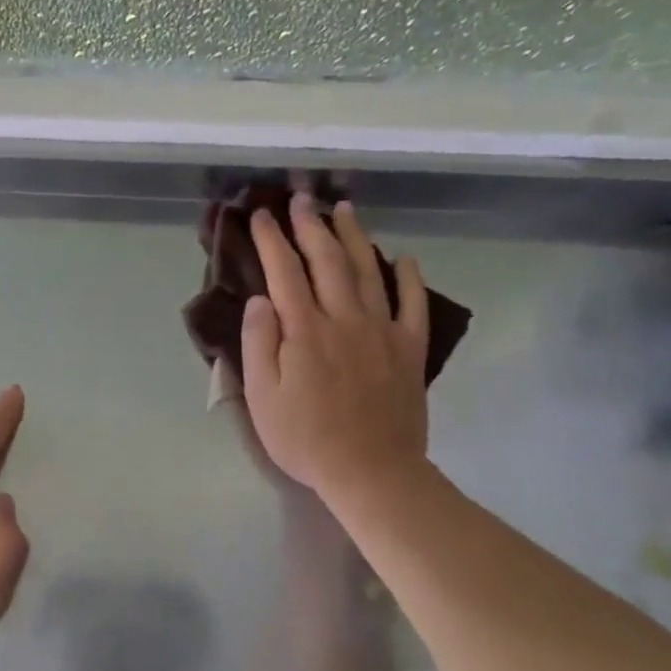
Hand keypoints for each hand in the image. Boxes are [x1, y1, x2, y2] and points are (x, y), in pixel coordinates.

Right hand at [240, 194, 431, 502]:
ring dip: (354, 237)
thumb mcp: (262, 397)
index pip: (284, 272)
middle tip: (300, 199)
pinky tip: (403, 258)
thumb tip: (261, 299)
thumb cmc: (305, 438)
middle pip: (327, 261)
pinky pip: (412, 304)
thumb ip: (259, 343)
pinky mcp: (409, 350)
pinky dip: (408, 278)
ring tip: (344, 209)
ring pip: (368, 272)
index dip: (272, 240)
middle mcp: (345, 319)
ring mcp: (382, 332)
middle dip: (310, 226)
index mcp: (305, 331)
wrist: (371, 470)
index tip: (261, 215)